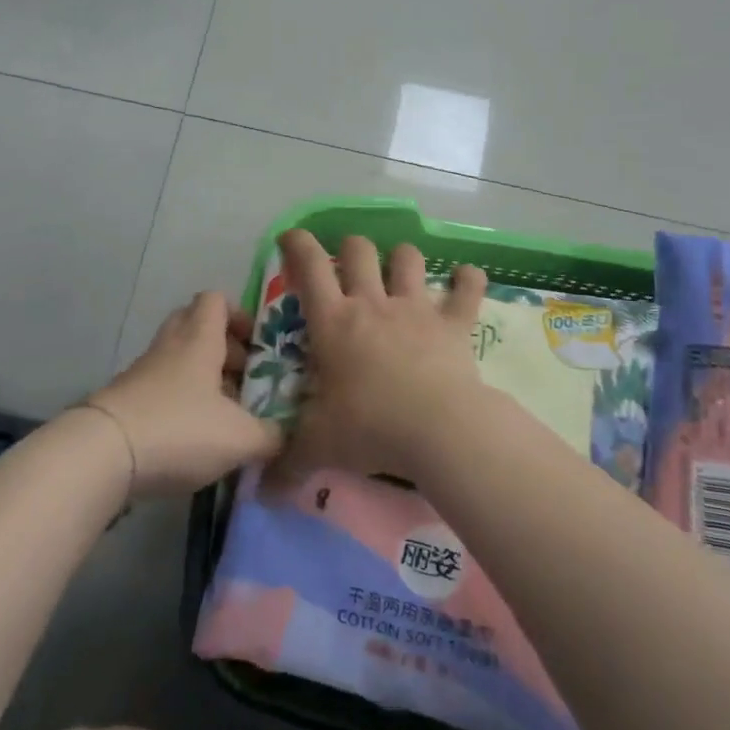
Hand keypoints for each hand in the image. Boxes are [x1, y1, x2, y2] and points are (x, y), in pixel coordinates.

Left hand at [86, 292, 283, 497]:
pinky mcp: (125, 400)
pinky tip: (193, 435)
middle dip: (221, 345)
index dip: (239, 314)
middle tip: (241, 375)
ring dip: (200, 376)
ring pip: (177, 358)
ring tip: (223, 412)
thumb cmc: (179, 429)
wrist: (101, 455)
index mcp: (199, 339)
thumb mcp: (240, 438)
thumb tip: (286, 437)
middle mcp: (170, 346)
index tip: (257, 343)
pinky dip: (179, 401)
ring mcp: (142, 372)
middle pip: (193, 323)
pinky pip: (160, 387)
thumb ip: (271, 437)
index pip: (215, 300)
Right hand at [271, 230, 487, 484]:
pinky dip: (469, 280)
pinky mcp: (454, 323)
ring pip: (408, 257)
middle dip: (351, 249)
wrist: (438, 430)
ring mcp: (416, 308)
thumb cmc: (370, 428)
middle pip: (359, 250)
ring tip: (401, 270)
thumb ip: (287, 464)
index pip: (309, 267)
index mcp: (334, 322)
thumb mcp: (320, 446)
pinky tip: (467, 278)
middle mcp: (372, 304)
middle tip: (350, 266)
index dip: (298, 245)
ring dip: (402, 258)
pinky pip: (467, 288)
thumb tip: (261, 492)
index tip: (292, 237)